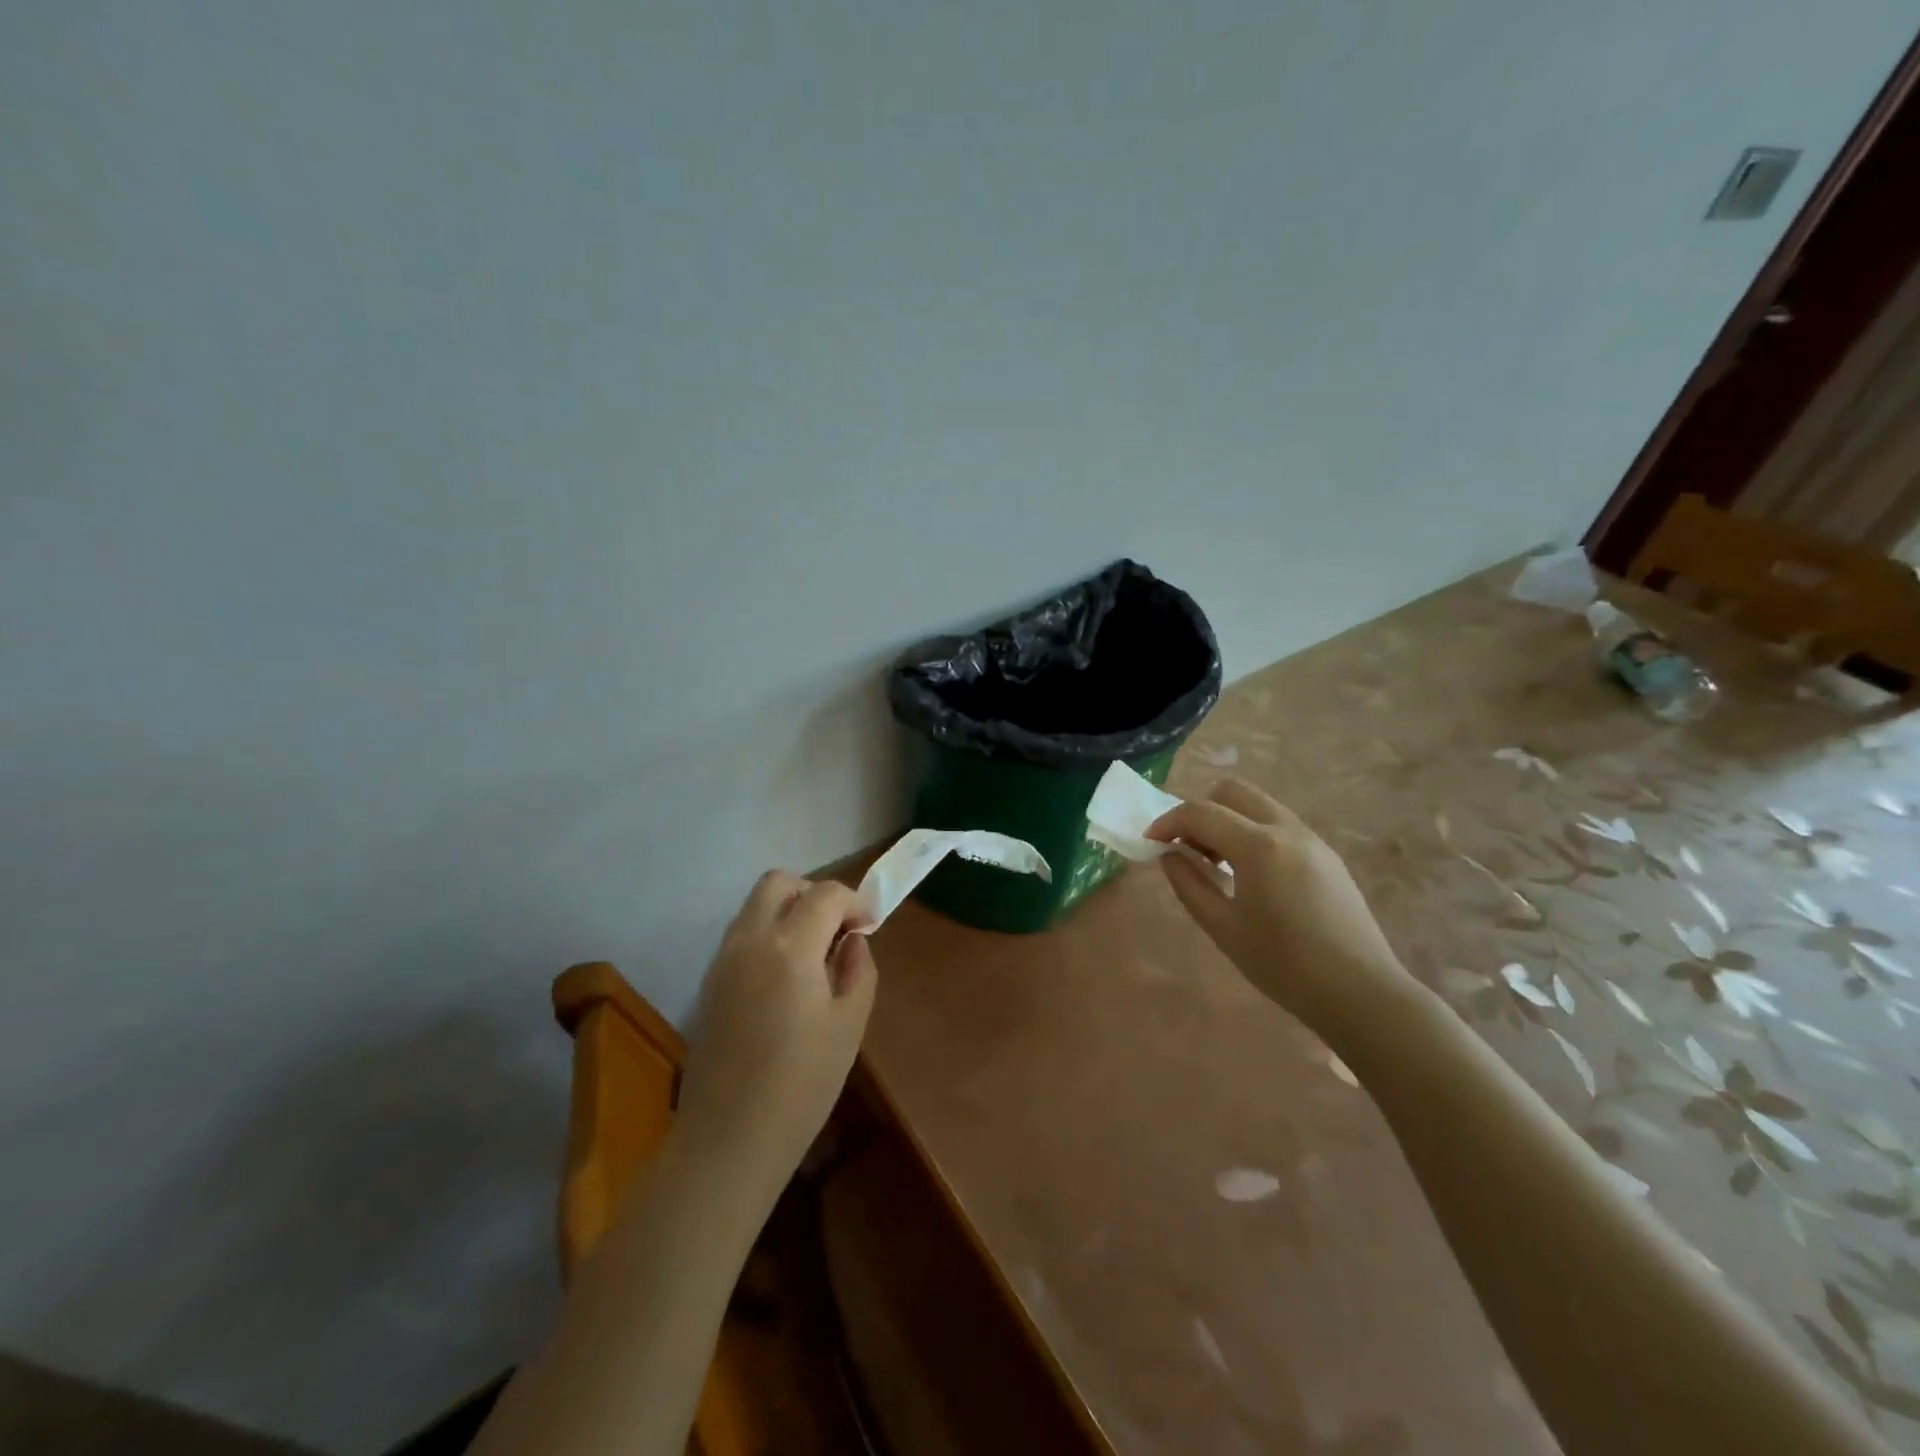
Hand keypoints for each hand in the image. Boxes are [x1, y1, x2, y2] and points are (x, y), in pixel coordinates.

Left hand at [675, 873, 876, 1191]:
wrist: (728, 1140)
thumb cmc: (801, 1086)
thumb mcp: (849, 1026)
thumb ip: (858, 970)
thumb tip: (852, 941)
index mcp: (790, 948)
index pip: (825, 894)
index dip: (854, 901)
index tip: (869, 926)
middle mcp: (750, 940)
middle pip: (778, 883)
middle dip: (813, 892)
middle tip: (837, 929)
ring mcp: (723, 959)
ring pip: (755, 906)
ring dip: (788, 911)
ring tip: (815, 954)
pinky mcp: (709, 982)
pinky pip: (742, 934)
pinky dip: (768, 934)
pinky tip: (787, 978)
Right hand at [1149, 778, 1410, 1040]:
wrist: (1361, 992)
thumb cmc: (1284, 965)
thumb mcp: (1223, 928)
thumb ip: (1189, 885)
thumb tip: (1169, 856)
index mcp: (1258, 846)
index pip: (1200, 813)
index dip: (1168, 823)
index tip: (1150, 843)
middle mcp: (1286, 829)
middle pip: (1232, 791)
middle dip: (1200, 810)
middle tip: (1186, 847)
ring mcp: (1312, 839)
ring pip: (1258, 805)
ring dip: (1227, 820)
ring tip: (1215, 863)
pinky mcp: (1326, 854)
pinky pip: (1278, 824)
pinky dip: (1252, 832)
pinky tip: (1249, 874)